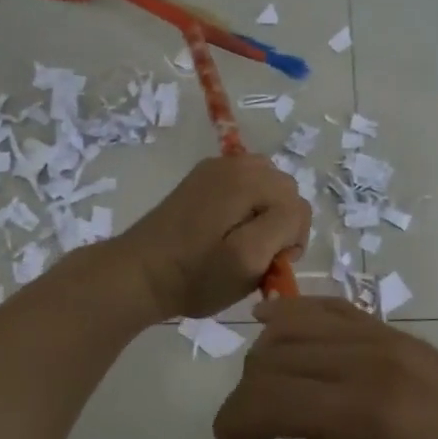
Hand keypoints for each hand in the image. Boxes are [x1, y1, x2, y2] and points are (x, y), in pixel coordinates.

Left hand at [116, 155, 310, 320]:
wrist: (140, 274)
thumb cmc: (196, 275)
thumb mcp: (247, 259)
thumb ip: (283, 227)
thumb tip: (293, 213)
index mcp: (247, 178)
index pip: (298, 206)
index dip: (291, 240)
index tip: (268, 263)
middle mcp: (234, 163)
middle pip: (284, 191)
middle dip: (279, 223)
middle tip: (254, 254)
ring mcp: (216, 168)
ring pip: (266, 188)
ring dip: (264, 214)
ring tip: (240, 242)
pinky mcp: (202, 179)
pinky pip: (243, 187)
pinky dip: (245, 207)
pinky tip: (224, 230)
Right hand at [213, 297, 437, 438]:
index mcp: (372, 421)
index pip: (267, 398)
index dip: (232, 423)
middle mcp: (375, 364)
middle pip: (275, 357)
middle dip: (249, 399)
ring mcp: (394, 342)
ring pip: (299, 325)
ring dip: (271, 361)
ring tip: (283, 408)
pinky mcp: (407, 339)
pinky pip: (336, 310)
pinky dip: (301, 318)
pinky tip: (290, 334)